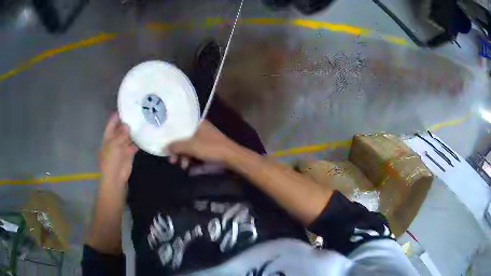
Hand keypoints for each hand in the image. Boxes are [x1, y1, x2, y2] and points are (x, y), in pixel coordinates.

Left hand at [97, 113, 137, 186]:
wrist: (115, 177)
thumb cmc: (111, 160)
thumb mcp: (114, 145)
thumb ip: (121, 134)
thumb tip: (127, 125)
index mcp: (108, 137)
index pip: (112, 123)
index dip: (117, 116)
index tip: (126, 107)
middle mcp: (115, 140)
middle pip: (121, 129)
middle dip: (127, 122)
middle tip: (138, 113)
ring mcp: (122, 147)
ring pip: (127, 137)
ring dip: (133, 132)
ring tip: (143, 122)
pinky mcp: (129, 153)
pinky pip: (133, 145)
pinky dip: (138, 142)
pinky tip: (144, 136)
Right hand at [168, 120, 238, 164]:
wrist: (232, 158)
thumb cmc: (210, 148)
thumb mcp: (190, 146)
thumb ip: (176, 146)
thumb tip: (165, 147)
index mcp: (197, 123)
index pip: (180, 126)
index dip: (171, 135)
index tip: (165, 145)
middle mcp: (201, 129)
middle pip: (184, 139)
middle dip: (178, 151)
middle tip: (172, 160)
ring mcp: (205, 140)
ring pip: (190, 147)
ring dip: (184, 157)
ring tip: (182, 166)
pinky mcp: (209, 149)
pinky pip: (196, 153)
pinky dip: (191, 159)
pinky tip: (189, 168)